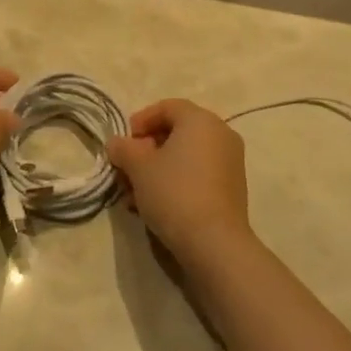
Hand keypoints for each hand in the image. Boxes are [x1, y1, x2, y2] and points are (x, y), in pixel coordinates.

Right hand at [105, 99, 251, 266]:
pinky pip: (198, 174)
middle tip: (126, 170)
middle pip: (176, 132)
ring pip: (185, 156)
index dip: (141, 120)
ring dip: (157, 170)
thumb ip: (123, 148)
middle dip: (146, 150)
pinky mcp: (232, 187)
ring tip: (134, 195)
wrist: (214, 242)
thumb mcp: (138, 167)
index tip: (124, 143)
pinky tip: (154, 206)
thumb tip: (117, 144)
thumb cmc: (174, 193)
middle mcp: (221, 134)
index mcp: (201, 120)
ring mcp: (230, 161)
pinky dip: (176, 182)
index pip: (167, 107)